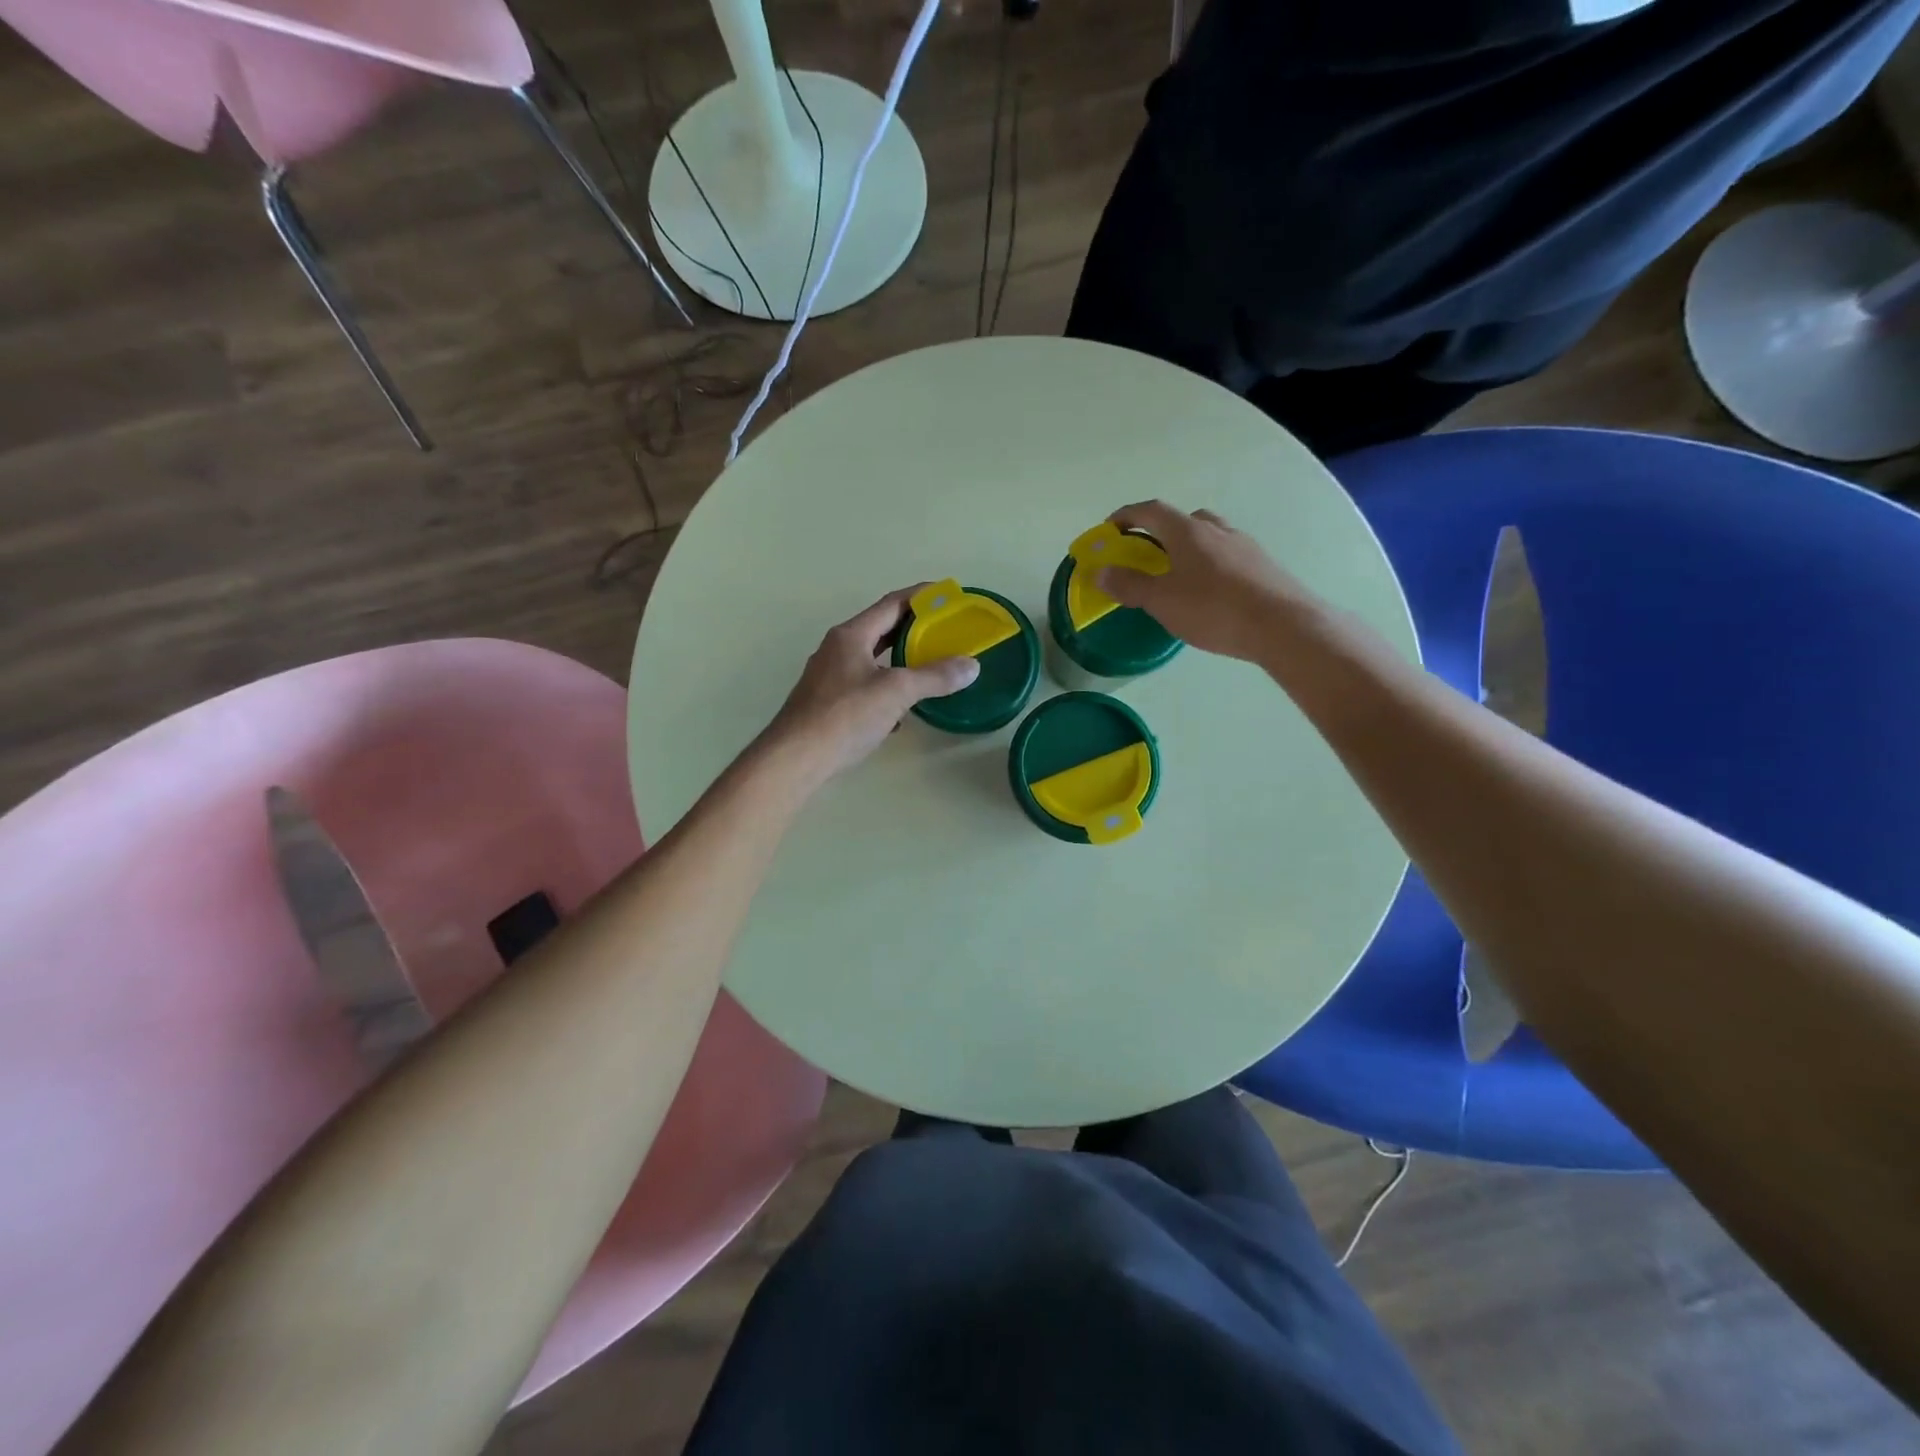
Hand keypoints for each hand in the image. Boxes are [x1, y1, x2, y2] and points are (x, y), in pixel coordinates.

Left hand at [762, 587, 979, 784]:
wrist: (796, 758)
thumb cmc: (845, 715)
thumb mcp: (896, 691)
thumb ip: (934, 677)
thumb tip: (971, 666)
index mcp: (851, 635)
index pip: (891, 604)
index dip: (921, 596)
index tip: (947, 595)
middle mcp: (837, 649)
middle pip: (881, 629)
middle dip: (913, 629)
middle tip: (945, 631)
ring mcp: (829, 677)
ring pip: (873, 659)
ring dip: (900, 660)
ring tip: (930, 666)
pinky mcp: (828, 703)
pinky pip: (865, 685)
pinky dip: (887, 689)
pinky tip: (903, 710)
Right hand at [1096, 501, 1309, 663]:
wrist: (1281, 625)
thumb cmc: (1213, 608)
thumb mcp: (1162, 600)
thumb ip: (1130, 584)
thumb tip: (1101, 571)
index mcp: (1187, 531)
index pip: (1151, 511)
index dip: (1127, 516)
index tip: (1110, 529)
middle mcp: (1217, 530)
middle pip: (1183, 520)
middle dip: (1161, 532)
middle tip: (1148, 556)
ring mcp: (1244, 546)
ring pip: (1210, 537)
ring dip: (1189, 548)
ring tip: (1179, 577)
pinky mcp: (1262, 566)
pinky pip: (1228, 557)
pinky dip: (1211, 566)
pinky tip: (1210, 594)